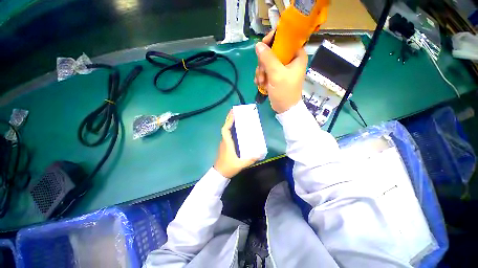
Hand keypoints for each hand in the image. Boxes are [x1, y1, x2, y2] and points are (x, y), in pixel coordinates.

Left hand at [214, 111, 256, 177]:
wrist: (219, 174)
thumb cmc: (228, 167)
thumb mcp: (240, 164)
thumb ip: (250, 159)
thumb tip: (259, 154)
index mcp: (227, 143)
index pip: (225, 129)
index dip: (228, 121)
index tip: (232, 113)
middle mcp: (224, 141)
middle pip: (225, 128)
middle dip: (229, 120)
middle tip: (235, 113)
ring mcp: (224, 144)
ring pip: (226, 132)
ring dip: (230, 125)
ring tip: (237, 120)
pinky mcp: (225, 147)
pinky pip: (228, 136)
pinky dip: (231, 131)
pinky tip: (237, 132)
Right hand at [254, 31, 307, 113]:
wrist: (284, 108)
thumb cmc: (285, 91)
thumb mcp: (276, 74)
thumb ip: (268, 58)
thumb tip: (258, 45)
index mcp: (296, 55)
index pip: (285, 39)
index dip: (273, 40)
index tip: (262, 46)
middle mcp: (289, 59)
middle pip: (272, 51)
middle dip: (264, 63)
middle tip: (262, 73)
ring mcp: (282, 68)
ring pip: (267, 62)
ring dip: (261, 72)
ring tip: (261, 82)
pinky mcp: (276, 76)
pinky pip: (265, 70)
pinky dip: (262, 76)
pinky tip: (260, 84)